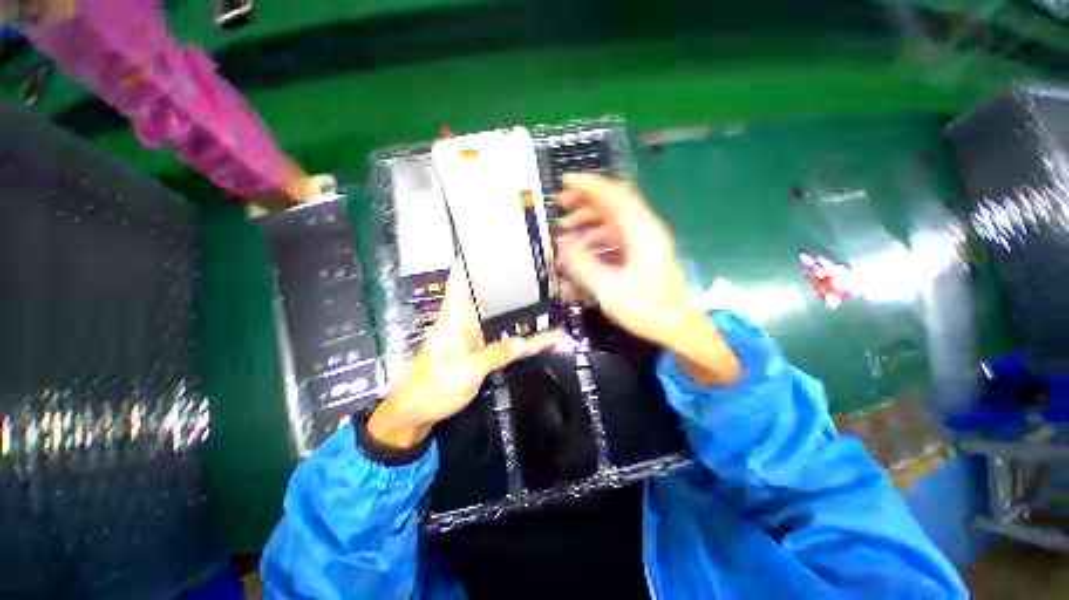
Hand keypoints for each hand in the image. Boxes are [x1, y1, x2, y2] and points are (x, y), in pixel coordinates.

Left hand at [368, 265, 561, 448]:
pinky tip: (546, 333)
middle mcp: (466, 320)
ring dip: (521, 307)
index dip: (474, 259)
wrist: (418, 413)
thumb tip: (523, 340)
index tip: (494, 244)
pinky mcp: (483, 350)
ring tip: (548, 292)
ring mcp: (476, 335)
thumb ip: (495, 354)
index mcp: (454, 316)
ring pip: (502, 315)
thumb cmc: (433, 388)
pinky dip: (524, 336)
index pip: (462, 279)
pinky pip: (507, 339)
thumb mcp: (464, 372)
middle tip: (538, 266)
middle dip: (509, 280)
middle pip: (488, 294)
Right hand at [556, 173, 740, 385]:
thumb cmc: (648, 310)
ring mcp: (644, 241)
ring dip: (588, 221)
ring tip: (563, 230)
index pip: (616, 196)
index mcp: (643, 233)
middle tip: (560, 203)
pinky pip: (615, 236)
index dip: (590, 185)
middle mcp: (645, 230)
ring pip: (612, 220)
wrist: (678, 328)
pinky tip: (580, 249)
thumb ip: (583, 265)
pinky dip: (595, 237)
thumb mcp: (609, 290)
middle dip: (585, 200)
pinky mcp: (640, 253)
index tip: (566, 180)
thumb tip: (562, 245)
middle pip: (614, 203)